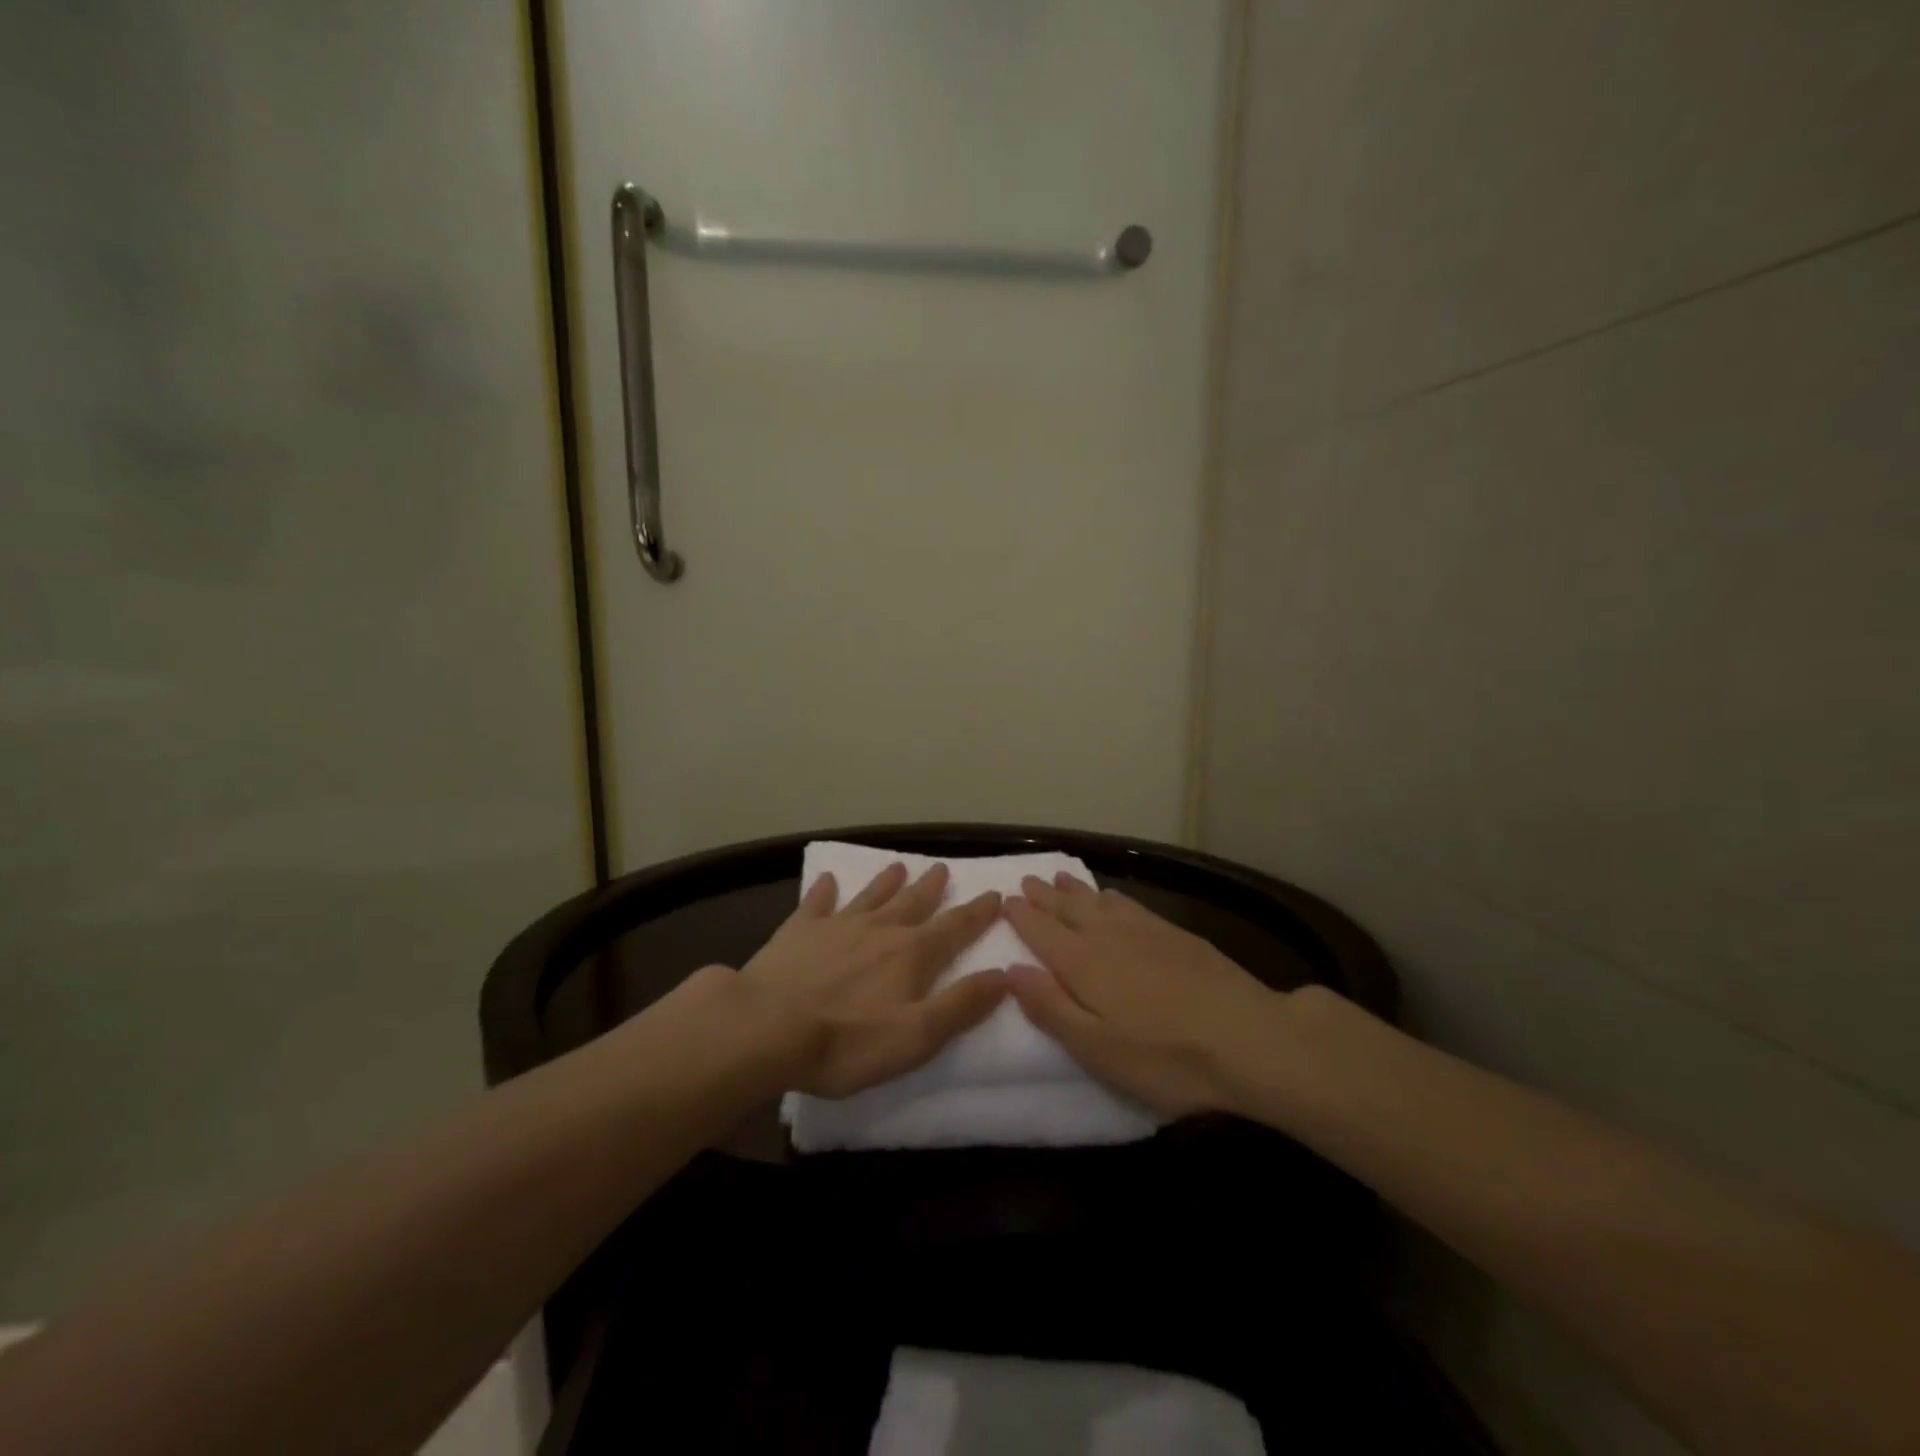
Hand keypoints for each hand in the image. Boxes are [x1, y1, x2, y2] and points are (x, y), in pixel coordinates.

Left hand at [739, 862, 1008, 1098]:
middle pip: (913, 903)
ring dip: (886, 881)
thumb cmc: (846, 1042)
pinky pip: (816, 903)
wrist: (766, 1028)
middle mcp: (879, 930)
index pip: (954, 928)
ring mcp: (836, 926)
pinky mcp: (798, 931)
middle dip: (932, 888)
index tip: (995, 894)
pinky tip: (826, 879)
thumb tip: (1004, 974)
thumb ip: (961, 1005)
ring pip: (870, 896)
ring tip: (899, 865)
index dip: (977, 912)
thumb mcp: (916, 1036)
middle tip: (943, 868)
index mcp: (911, 954)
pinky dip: (824, 890)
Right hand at [1004, 873, 1290, 1115]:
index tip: (1005, 901)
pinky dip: (1111, 895)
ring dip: (1075, 890)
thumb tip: (1011, 969)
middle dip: (1045, 896)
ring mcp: (1145, 931)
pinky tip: (1112, 897)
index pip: (1043, 932)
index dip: (1022, 916)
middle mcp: (1108, 936)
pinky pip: (1130, 903)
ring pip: (1099, 901)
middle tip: (1026, 880)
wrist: (1251, 1038)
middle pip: (1069, 910)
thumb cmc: (1166, 1058)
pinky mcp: (1177, 933)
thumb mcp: (1097, 1049)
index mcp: (1083, 964)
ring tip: (1060, 878)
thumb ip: (1050, 1007)